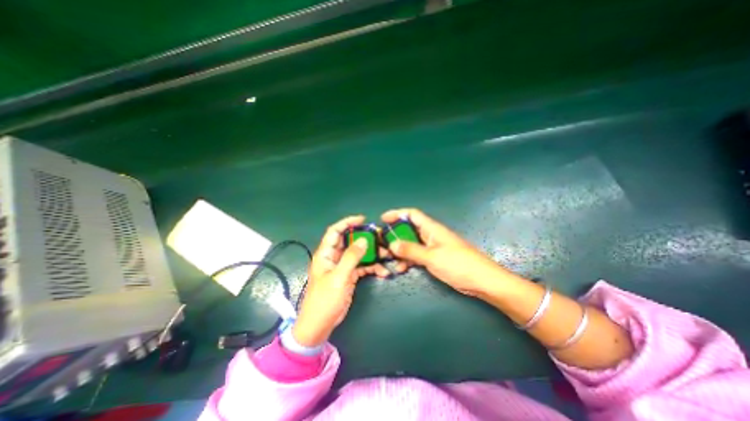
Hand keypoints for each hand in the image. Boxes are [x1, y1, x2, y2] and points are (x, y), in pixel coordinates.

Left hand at [292, 216, 389, 346]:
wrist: (320, 325)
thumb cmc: (325, 300)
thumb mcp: (338, 277)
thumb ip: (351, 257)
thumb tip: (363, 240)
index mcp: (326, 254)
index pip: (335, 231)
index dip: (347, 222)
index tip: (362, 219)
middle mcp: (334, 257)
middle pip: (350, 241)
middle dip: (365, 239)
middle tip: (380, 238)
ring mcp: (342, 267)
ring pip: (358, 254)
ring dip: (372, 254)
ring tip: (386, 255)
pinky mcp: (349, 276)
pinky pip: (362, 267)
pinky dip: (372, 267)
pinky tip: (383, 272)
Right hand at [381, 207, 516, 294]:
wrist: (483, 281)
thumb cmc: (459, 264)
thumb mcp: (432, 257)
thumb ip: (411, 250)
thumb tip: (391, 244)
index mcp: (432, 228)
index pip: (412, 214)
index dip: (397, 213)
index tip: (383, 219)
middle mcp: (431, 235)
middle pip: (409, 229)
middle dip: (395, 235)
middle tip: (382, 244)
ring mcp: (433, 247)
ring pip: (412, 244)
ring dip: (400, 250)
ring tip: (390, 259)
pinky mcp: (436, 258)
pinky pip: (417, 255)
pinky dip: (409, 259)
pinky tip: (402, 268)